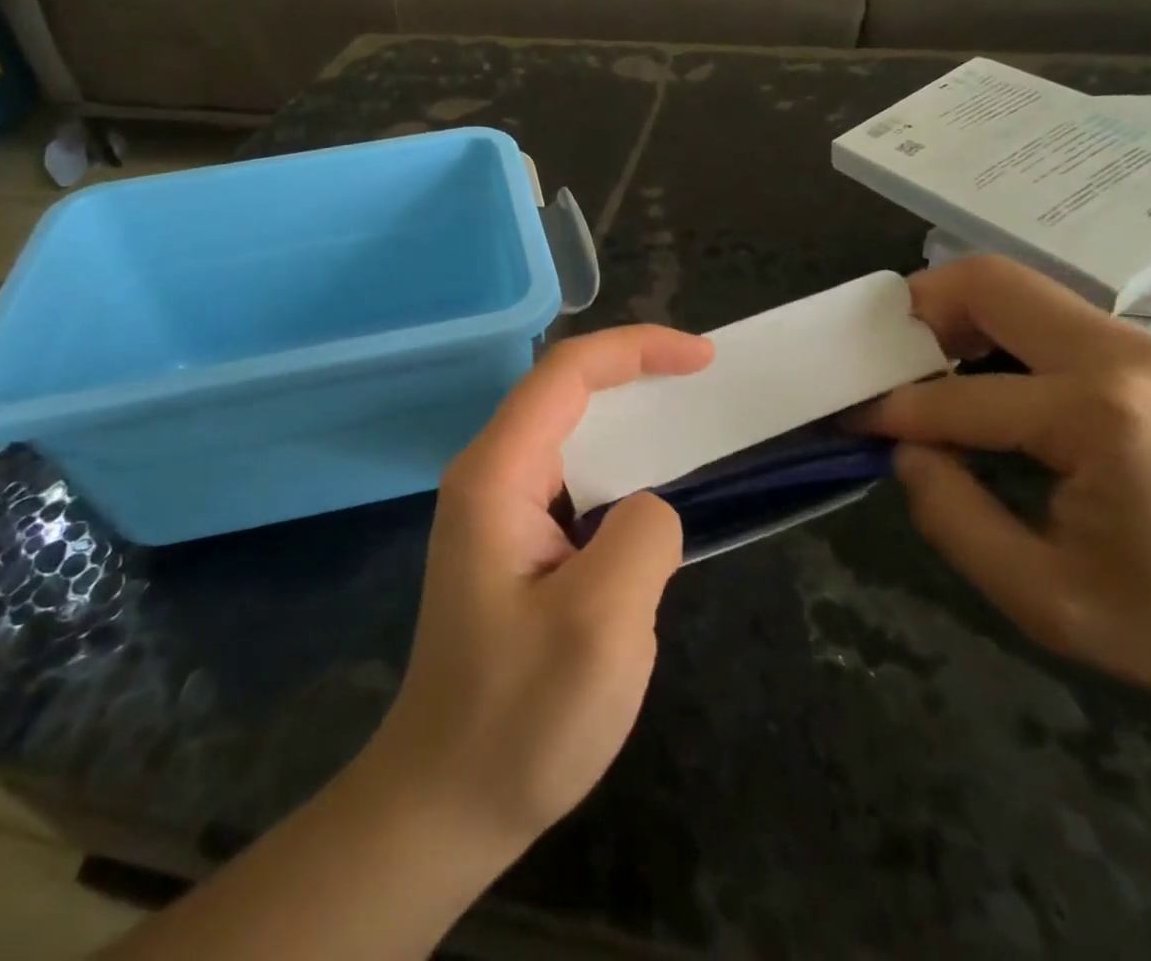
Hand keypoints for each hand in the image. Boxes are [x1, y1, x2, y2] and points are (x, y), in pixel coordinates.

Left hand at [367, 325, 714, 856]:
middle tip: (704, 381)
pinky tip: (651, 490)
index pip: (566, 373)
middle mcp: (489, 474)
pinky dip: (617, 465)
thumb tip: (647, 506)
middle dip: (635, 373)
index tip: (702, 358)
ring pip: (569, 432)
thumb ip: (643, 536)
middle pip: (564, 390)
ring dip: (628, 419)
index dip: (636, 349)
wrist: (446, 800)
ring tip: (689, 424)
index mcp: (497, 474)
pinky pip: (570, 477)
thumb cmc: (518, 719)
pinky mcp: (512, 541)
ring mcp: (496, 508)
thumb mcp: (602, 627)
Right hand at [851, 255, 1150, 794]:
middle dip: (915, 310)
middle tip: (879, 358)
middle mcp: (1119, 356)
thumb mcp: (1048, 600)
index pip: (953, 397)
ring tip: (924, 371)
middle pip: (987, 282)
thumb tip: (910, 453)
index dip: (888, 411)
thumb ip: (953, 518)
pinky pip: (1055, 322)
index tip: (845, 420)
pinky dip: (1000, 336)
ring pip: (1022, 292)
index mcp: (1093, 413)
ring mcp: (1148, 351)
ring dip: (958, 318)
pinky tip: (989, 386)